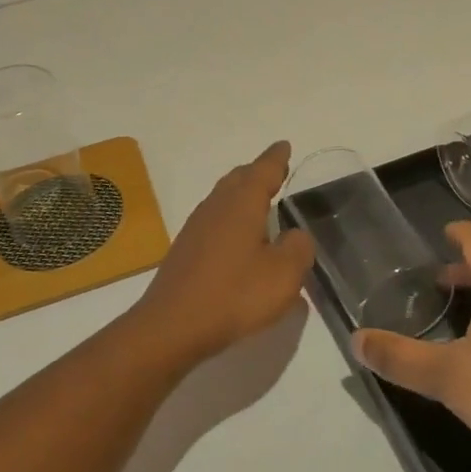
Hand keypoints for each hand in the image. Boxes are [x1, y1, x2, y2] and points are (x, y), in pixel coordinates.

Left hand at [130, 141, 315, 362]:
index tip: (284, 146)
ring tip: (259, 200)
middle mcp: (217, 206)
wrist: (172, 325)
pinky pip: (214, 219)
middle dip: (258, 172)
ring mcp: (197, 227)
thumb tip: (295, 236)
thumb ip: (298, 249)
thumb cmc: (234, 294)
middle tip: (274, 170)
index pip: (264, 170)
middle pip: (239, 178)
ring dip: (241, 194)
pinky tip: (237, 237)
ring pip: (223, 197)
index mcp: (242, 203)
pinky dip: (230, 217)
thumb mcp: (283, 275)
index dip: (277, 158)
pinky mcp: (186, 250)